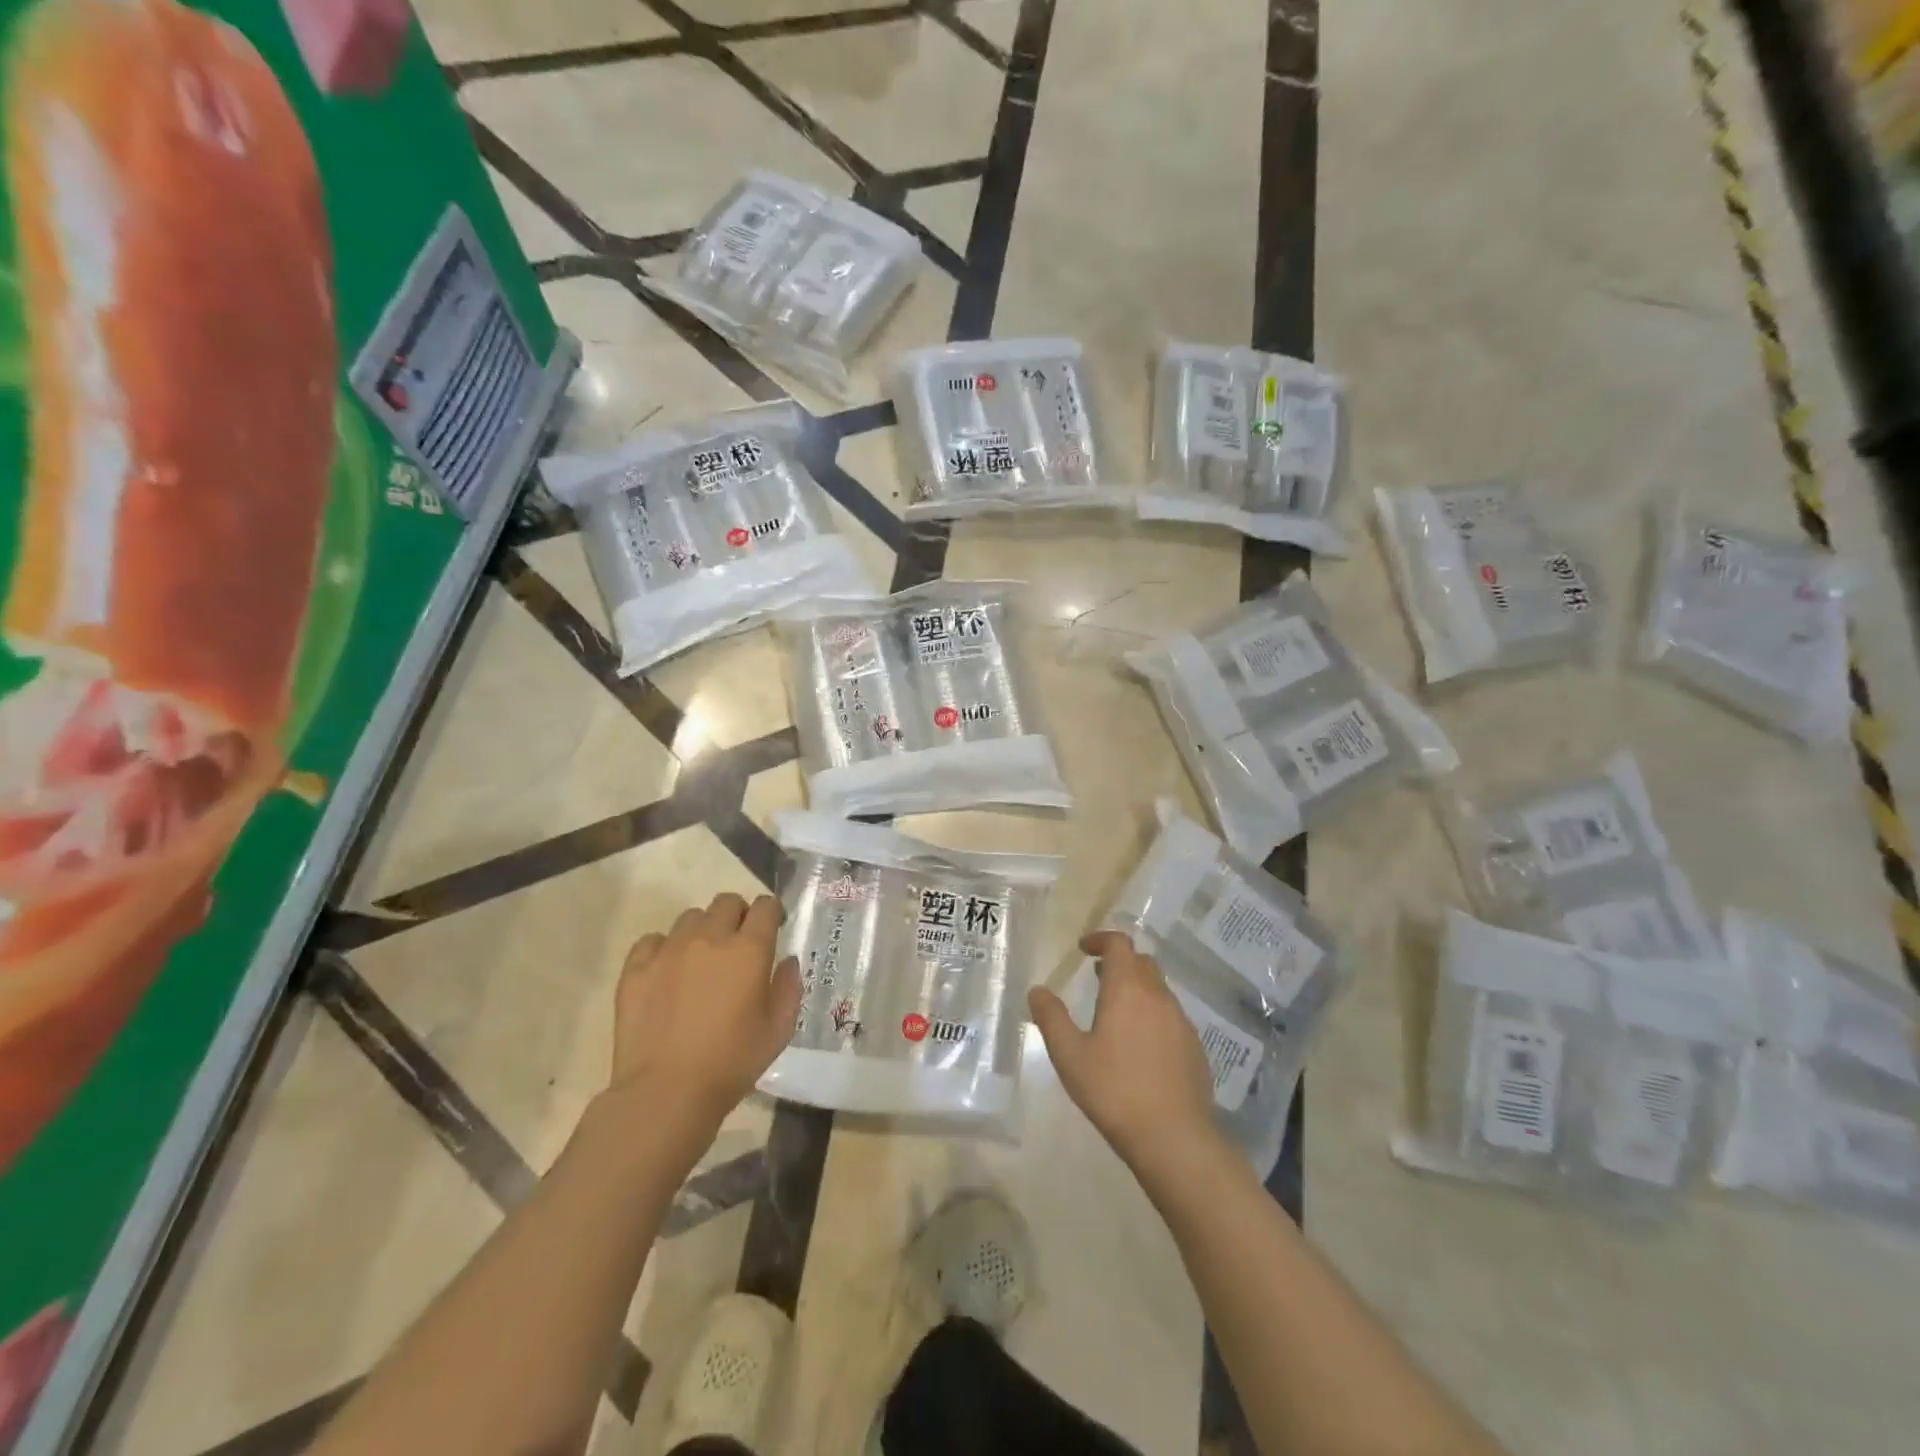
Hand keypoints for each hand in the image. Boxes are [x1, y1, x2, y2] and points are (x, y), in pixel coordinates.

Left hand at [611, 893, 802, 1125]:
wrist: (666, 1093)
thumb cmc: (732, 1062)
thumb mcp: (779, 1030)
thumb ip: (789, 988)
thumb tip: (787, 962)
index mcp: (749, 949)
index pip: (765, 906)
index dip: (772, 913)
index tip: (774, 928)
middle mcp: (710, 938)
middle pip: (727, 902)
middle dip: (738, 915)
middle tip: (738, 944)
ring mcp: (669, 949)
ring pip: (690, 917)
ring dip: (702, 930)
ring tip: (701, 960)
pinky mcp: (636, 968)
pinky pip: (653, 940)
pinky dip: (664, 948)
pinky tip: (667, 972)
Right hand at [1029, 931, 1219, 1173]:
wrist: (1174, 1137)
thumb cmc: (1114, 1090)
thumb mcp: (1070, 1056)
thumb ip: (1051, 1018)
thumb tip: (1037, 990)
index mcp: (1128, 989)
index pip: (1119, 944)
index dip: (1101, 939)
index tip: (1084, 949)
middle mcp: (1158, 996)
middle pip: (1141, 962)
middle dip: (1119, 962)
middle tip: (1098, 977)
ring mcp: (1181, 1021)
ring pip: (1158, 989)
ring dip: (1136, 988)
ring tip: (1115, 1012)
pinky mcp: (1195, 1047)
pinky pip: (1170, 1016)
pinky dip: (1152, 1014)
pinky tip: (1139, 1046)